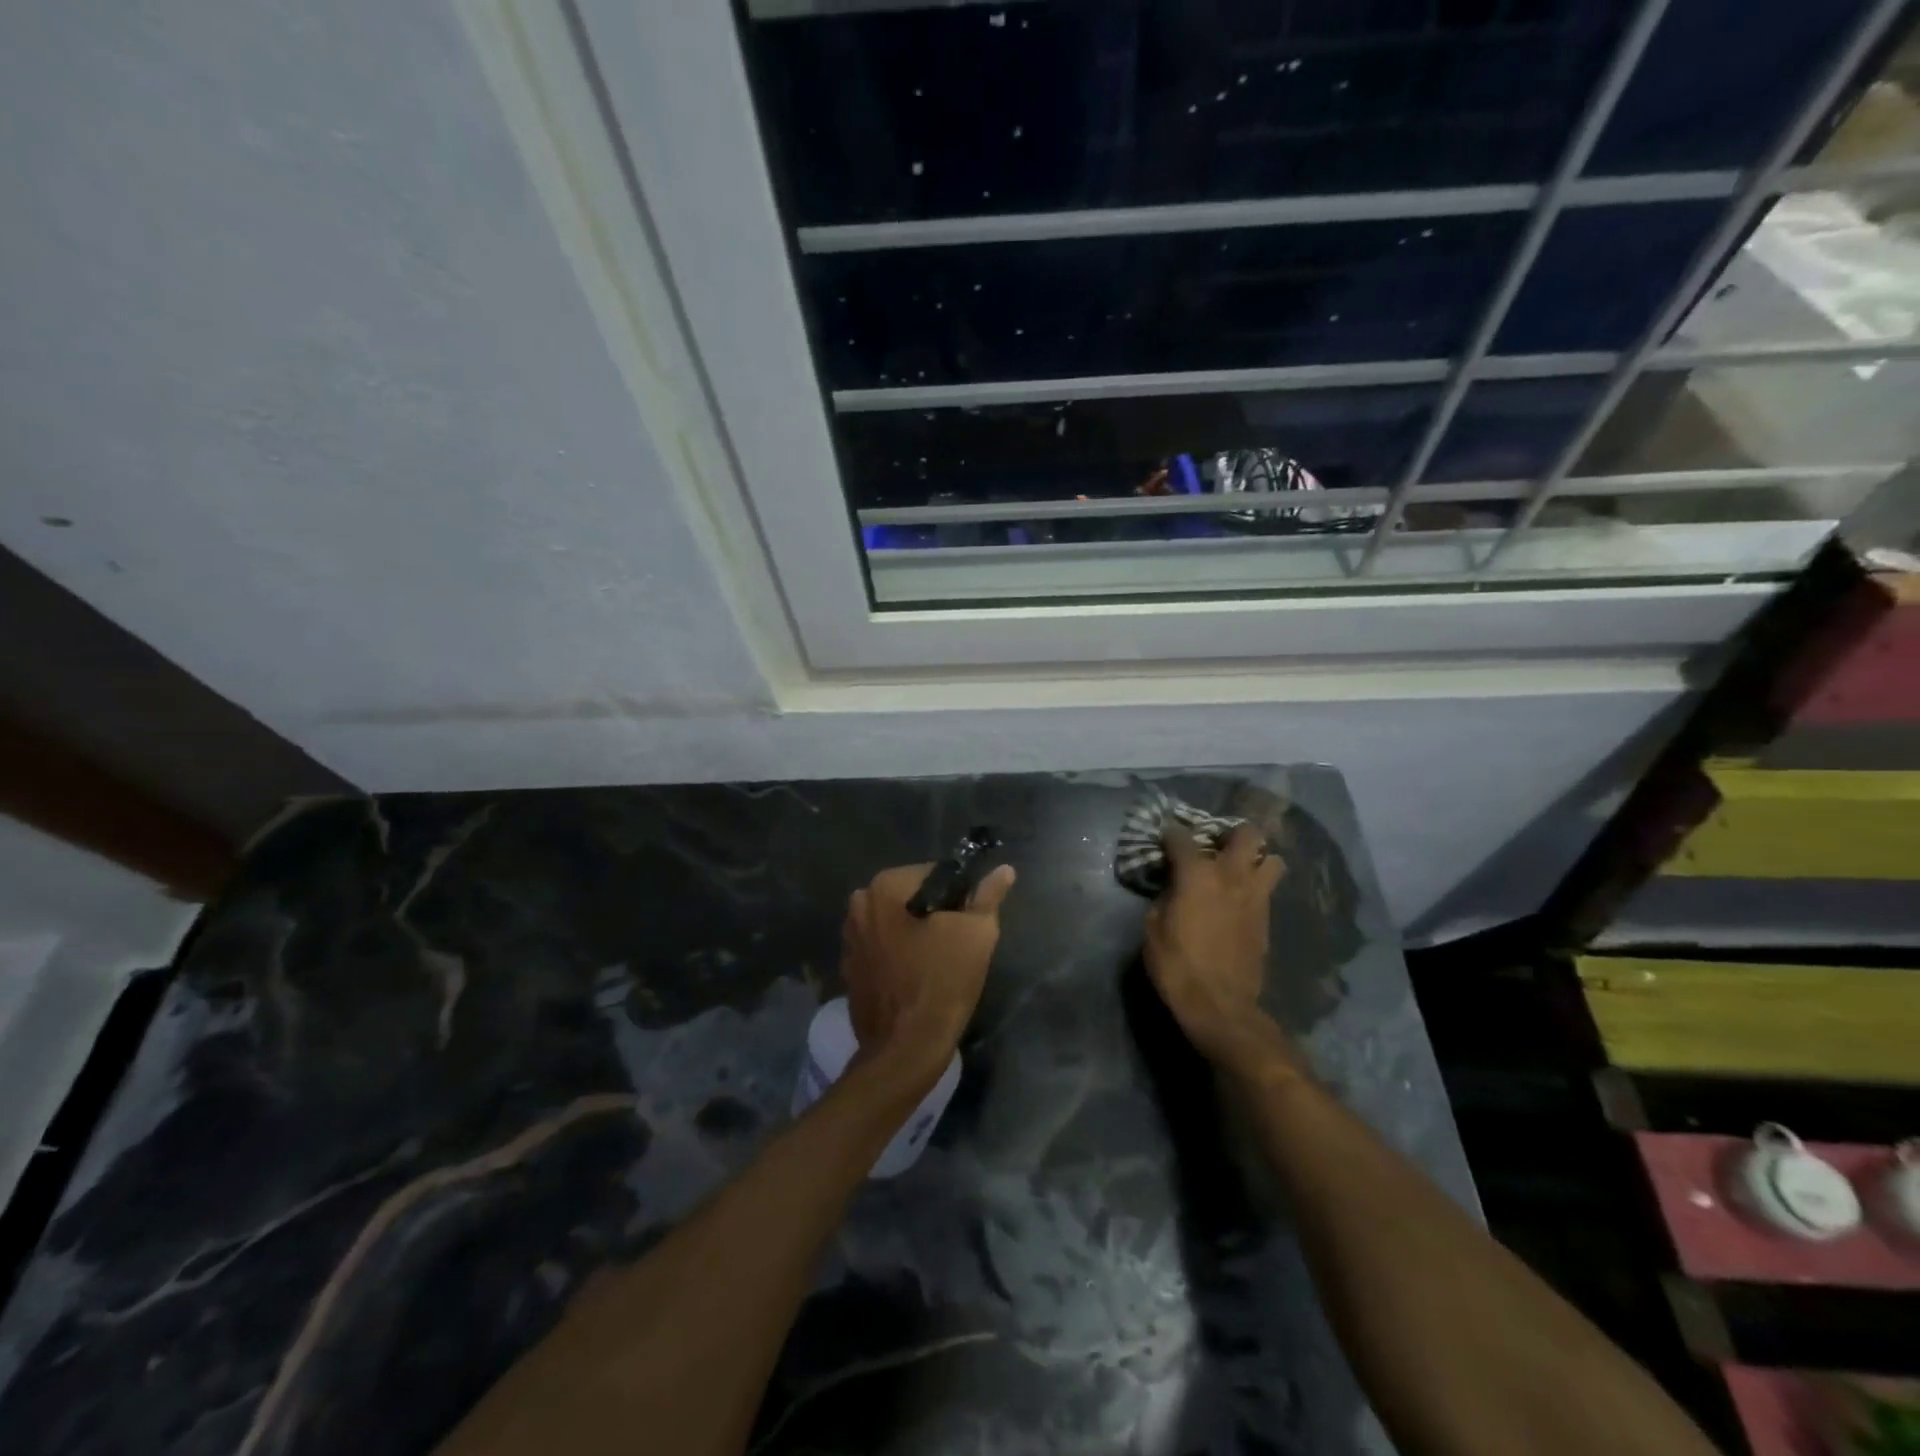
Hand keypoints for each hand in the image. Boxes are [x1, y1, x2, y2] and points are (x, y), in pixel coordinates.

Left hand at [841, 862, 1016, 1078]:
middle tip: (957, 944)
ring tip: (937, 963)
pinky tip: (915, 978)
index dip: (958, 895)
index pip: (934, 874)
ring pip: (895, 923)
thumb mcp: (977, 934)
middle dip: (934, 914)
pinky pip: (881, 949)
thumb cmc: (943, 982)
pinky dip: (897, 956)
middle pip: (911, 897)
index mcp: (884, 887)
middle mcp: (859, 905)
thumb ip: (988, 896)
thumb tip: (1004, 870)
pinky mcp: (848, 969)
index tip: (969, 921)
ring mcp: (849, 939)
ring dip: (914, 934)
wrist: (905, 1049)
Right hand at [1143, 822, 1287, 1069]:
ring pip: (1272, 860)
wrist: (1220, 1006)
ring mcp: (1256, 897)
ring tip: (1239, 870)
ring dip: (1256, 860)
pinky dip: (1256, 888)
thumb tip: (1172, 888)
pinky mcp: (1268, 920)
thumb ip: (1164, 898)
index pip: (1182, 837)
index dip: (1170, 832)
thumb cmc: (1177, 966)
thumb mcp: (1153, 929)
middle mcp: (1232, 876)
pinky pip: (1268, 890)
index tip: (1164, 835)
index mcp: (1197, 874)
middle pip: (1246, 834)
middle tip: (1216, 845)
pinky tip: (1241, 900)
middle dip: (1232, 833)